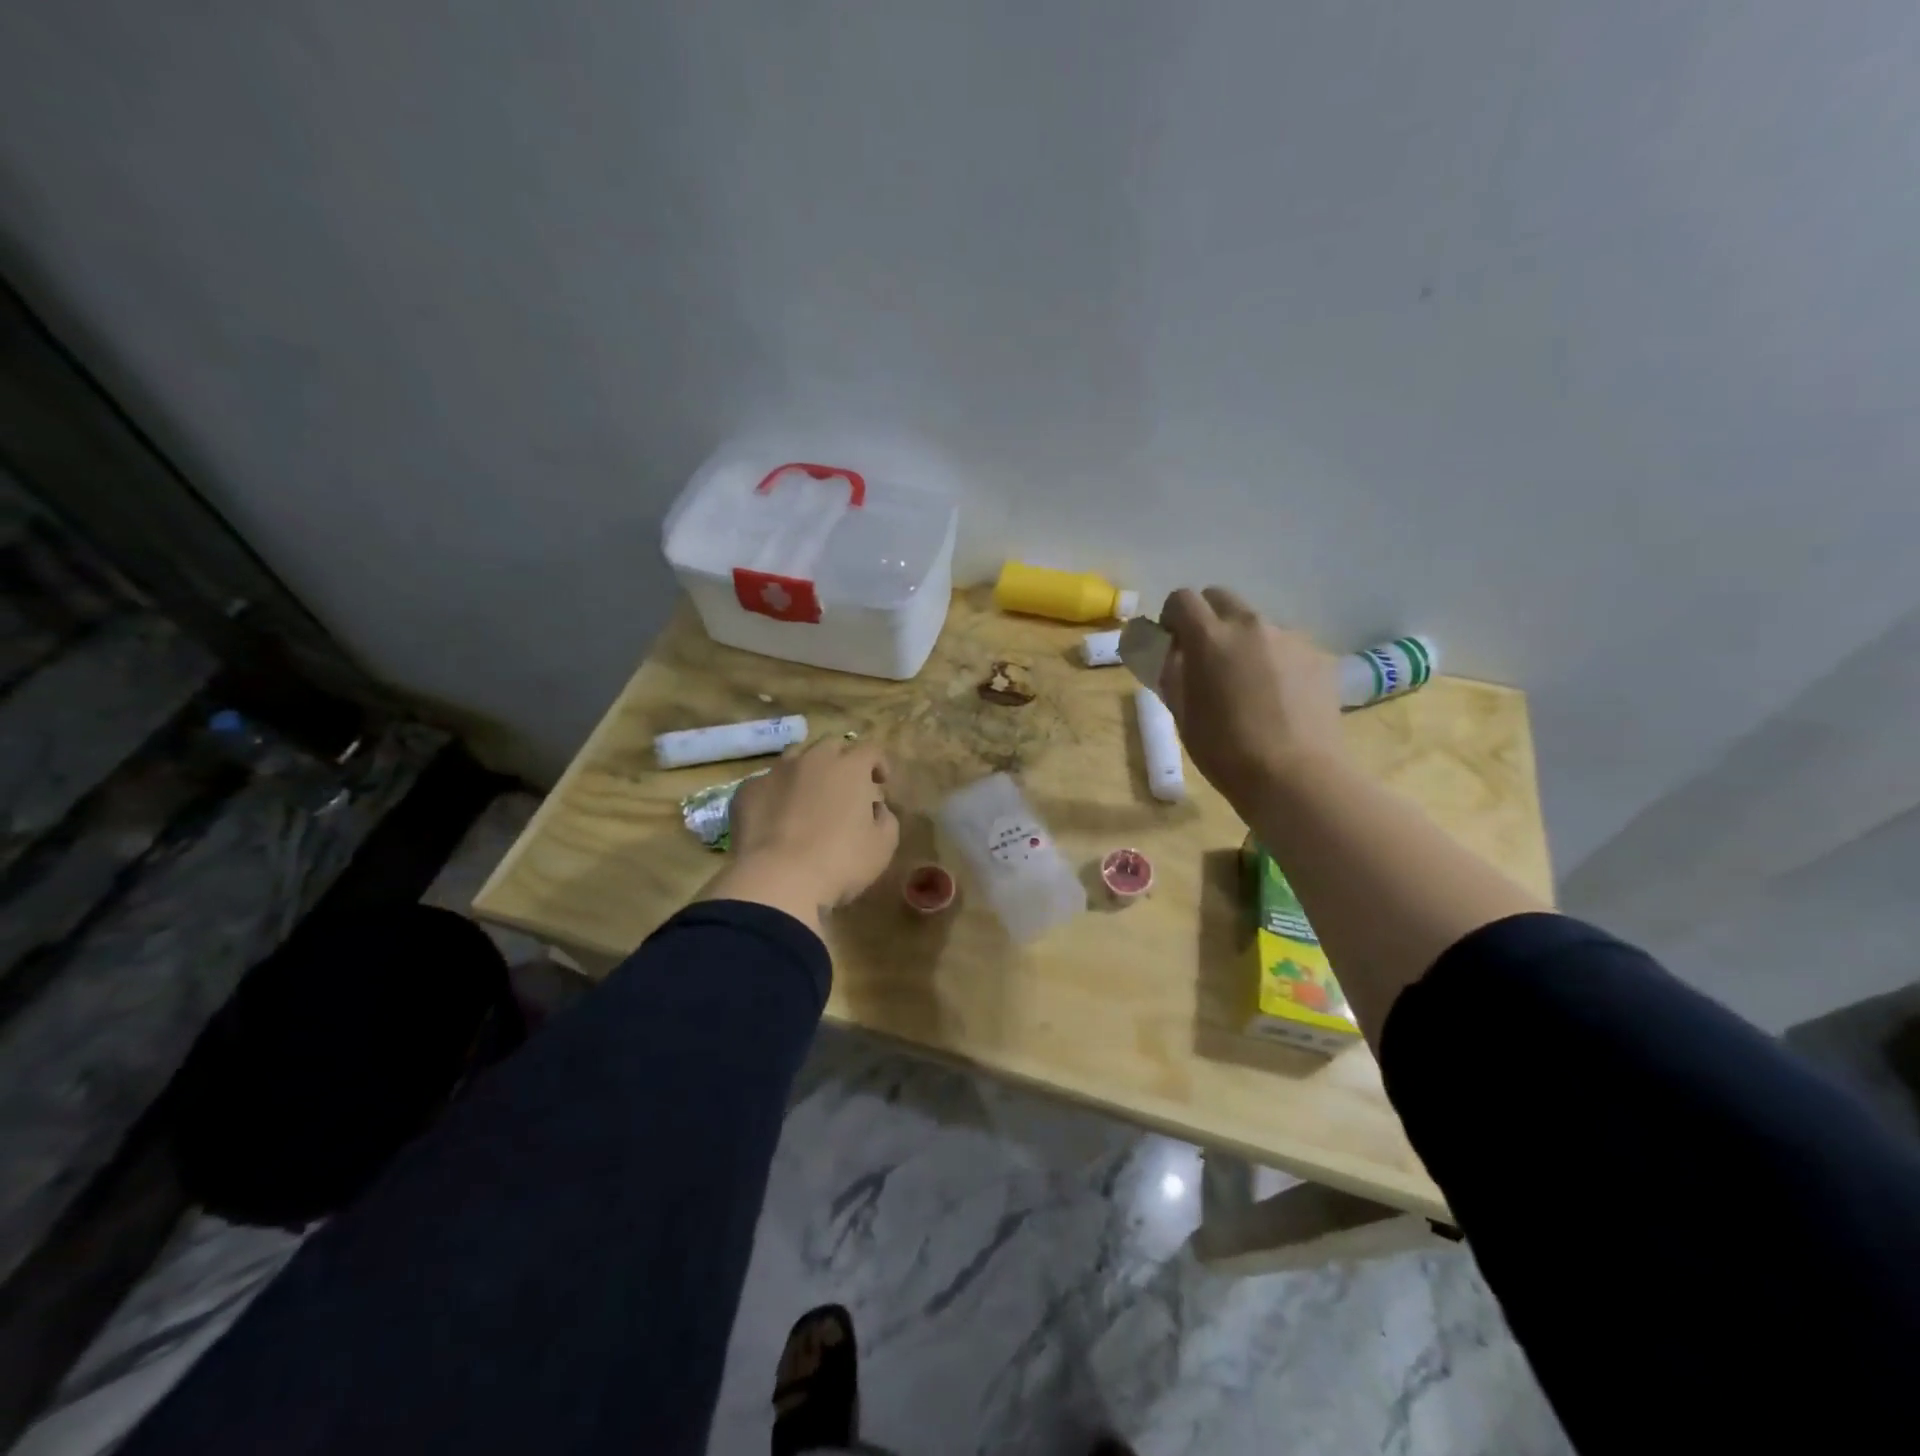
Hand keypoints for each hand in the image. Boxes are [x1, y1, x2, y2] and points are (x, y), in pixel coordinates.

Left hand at [723, 738, 897, 913]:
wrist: (778, 880)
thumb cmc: (840, 862)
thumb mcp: (883, 846)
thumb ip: (886, 818)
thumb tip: (876, 808)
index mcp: (849, 767)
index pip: (870, 750)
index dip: (879, 764)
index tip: (881, 784)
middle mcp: (813, 759)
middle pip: (832, 745)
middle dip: (842, 760)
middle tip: (846, 787)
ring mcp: (776, 772)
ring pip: (795, 757)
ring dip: (807, 770)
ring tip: (809, 796)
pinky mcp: (747, 791)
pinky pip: (766, 783)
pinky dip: (776, 793)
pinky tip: (776, 817)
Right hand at [1158, 587, 1343, 804]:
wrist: (1295, 776)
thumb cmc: (1225, 751)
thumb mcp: (1182, 714)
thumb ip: (1173, 675)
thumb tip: (1172, 656)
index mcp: (1209, 637)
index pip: (1182, 598)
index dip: (1172, 617)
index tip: (1172, 642)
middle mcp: (1250, 625)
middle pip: (1221, 598)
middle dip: (1208, 618)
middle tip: (1207, 656)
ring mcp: (1289, 637)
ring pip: (1256, 624)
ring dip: (1244, 641)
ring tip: (1249, 684)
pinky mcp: (1318, 655)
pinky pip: (1286, 646)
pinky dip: (1275, 661)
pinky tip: (1279, 697)